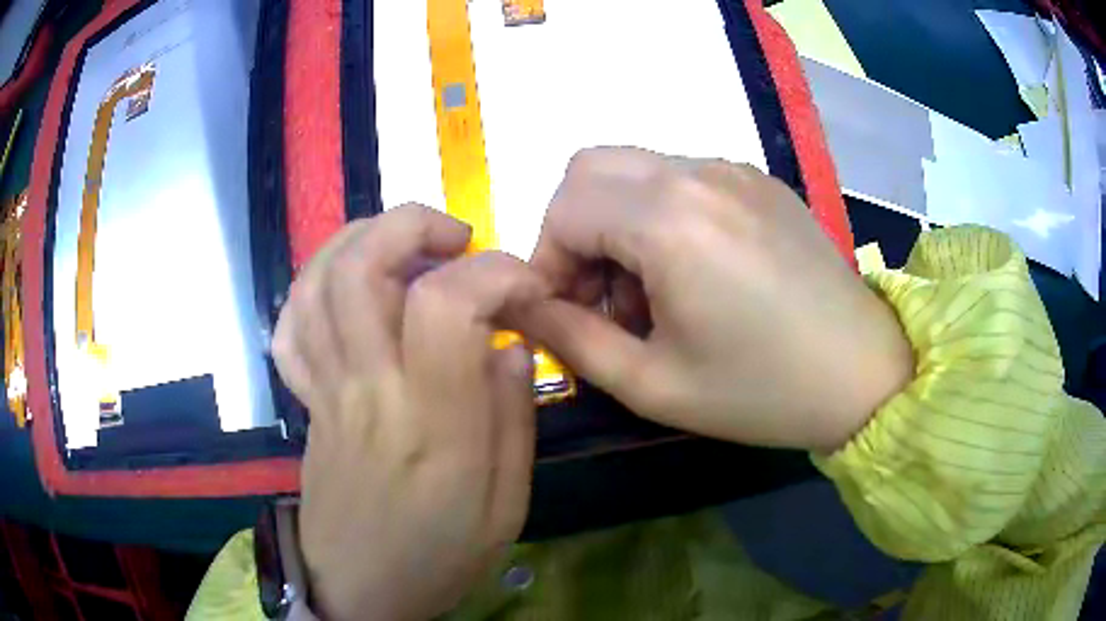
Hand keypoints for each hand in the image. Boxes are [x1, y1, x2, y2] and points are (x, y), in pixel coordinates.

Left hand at [273, 206, 544, 620]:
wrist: (359, 591)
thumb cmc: (438, 557)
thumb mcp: (506, 506)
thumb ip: (513, 419)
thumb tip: (509, 342)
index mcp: (431, 424)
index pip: (445, 306)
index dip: (494, 272)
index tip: (527, 287)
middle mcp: (368, 390)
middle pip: (362, 270)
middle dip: (412, 225)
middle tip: (457, 239)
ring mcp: (326, 391)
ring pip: (318, 283)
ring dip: (362, 239)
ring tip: (406, 246)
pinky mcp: (305, 401)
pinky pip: (290, 325)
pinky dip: (316, 284)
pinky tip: (350, 285)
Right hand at [519, 148, 911, 451]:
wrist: (863, 374)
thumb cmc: (761, 391)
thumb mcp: (652, 384)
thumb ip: (571, 340)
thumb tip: (519, 306)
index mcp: (670, 219)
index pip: (563, 208)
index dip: (545, 261)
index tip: (563, 312)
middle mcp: (698, 173)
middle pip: (590, 168)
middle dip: (573, 228)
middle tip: (600, 294)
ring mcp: (734, 169)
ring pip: (635, 169)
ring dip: (617, 220)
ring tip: (651, 290)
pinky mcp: (759, 180)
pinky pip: (682, 177)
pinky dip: (660, 213)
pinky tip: (695, 270)